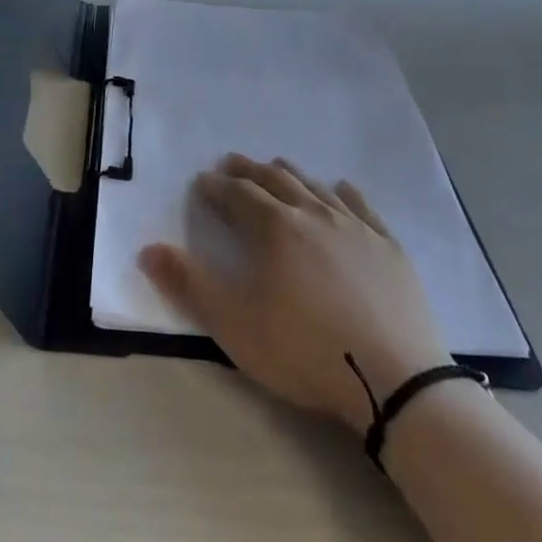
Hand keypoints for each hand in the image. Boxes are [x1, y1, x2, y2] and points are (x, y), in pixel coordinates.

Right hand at [139, 154, 451, 430]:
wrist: (394, 379)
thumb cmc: (304, 350)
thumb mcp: (234, 324)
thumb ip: (188, 284)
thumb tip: (147, 249)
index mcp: (274, 228)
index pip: (237, 195)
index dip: (217, 187)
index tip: (203, 181)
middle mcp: (312, 214)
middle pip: (275, 181)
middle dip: (248, 170)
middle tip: (231, 162)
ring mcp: (355, 227)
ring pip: (315, 187)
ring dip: (290, 174)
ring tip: (276, 165)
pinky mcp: (388, 246)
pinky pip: (361, 206)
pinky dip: (344, 192)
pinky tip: (340, 187)